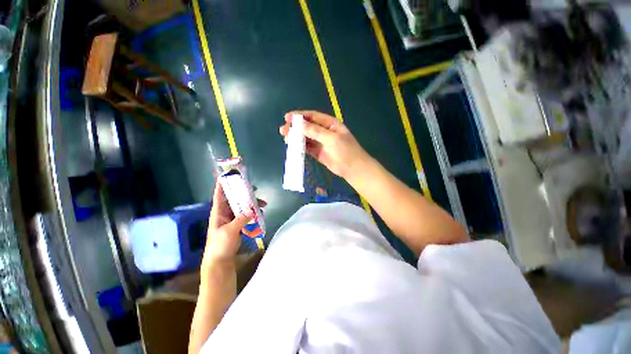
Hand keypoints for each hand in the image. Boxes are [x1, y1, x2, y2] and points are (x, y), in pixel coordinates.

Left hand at [202, 182, 252, 265]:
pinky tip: (260, 213)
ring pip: (243, 206)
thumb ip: (241, 220)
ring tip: (263, 203)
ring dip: (252, 204)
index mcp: (218, 212)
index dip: (223, 184)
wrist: (220, 261)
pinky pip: (247, 215)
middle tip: (255, 189)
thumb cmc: (219, 245)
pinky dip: (253, 212)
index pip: (220, 194)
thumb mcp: (229, 231)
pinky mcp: (238, 224)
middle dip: (244, 193)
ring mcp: (232, 219)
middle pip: (235, 198)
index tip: (229, 175)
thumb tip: (252, 210)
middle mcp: (225, 212)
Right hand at [280, 111, 369, 178]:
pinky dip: (300, 146)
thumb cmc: (346, 150)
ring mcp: (321, 142)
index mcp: (330, 124)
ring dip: (296, 137)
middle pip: (307, 127)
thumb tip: (300, 124)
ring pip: (306, 137)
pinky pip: (307, 148)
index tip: (287, 117)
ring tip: (285, 138)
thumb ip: (316, 131)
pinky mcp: (318, 153)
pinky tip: (292, 146)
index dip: (300, 116)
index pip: (313, 116)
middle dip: (295, 127)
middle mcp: (324, 131)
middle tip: (283, 130)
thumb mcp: (332, 138)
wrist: (352, 168)